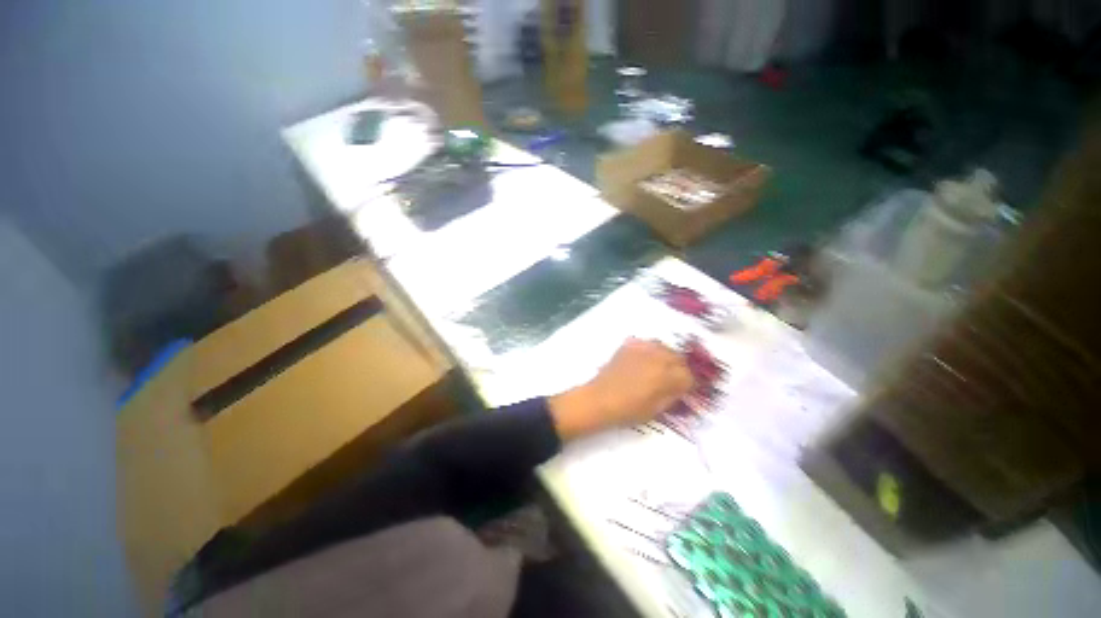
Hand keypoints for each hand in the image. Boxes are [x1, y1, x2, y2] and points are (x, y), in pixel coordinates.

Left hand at [548, 338, 693, 439]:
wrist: (600, 399)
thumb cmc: (628, 410)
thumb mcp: (656, 409)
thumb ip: (672, 396)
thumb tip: (681, 389)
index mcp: (666, 376)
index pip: (689, 375)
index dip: (687, 384)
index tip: (683, 389)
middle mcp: (657, 358)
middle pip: (679, 358)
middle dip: (679, 368)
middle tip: (672, 379)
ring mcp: (642, 349)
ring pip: (664, 347)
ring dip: (666, 357)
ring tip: (659, 367)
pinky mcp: (629, 345)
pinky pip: (646, 344)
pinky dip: (650, 350)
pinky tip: (644, 360)